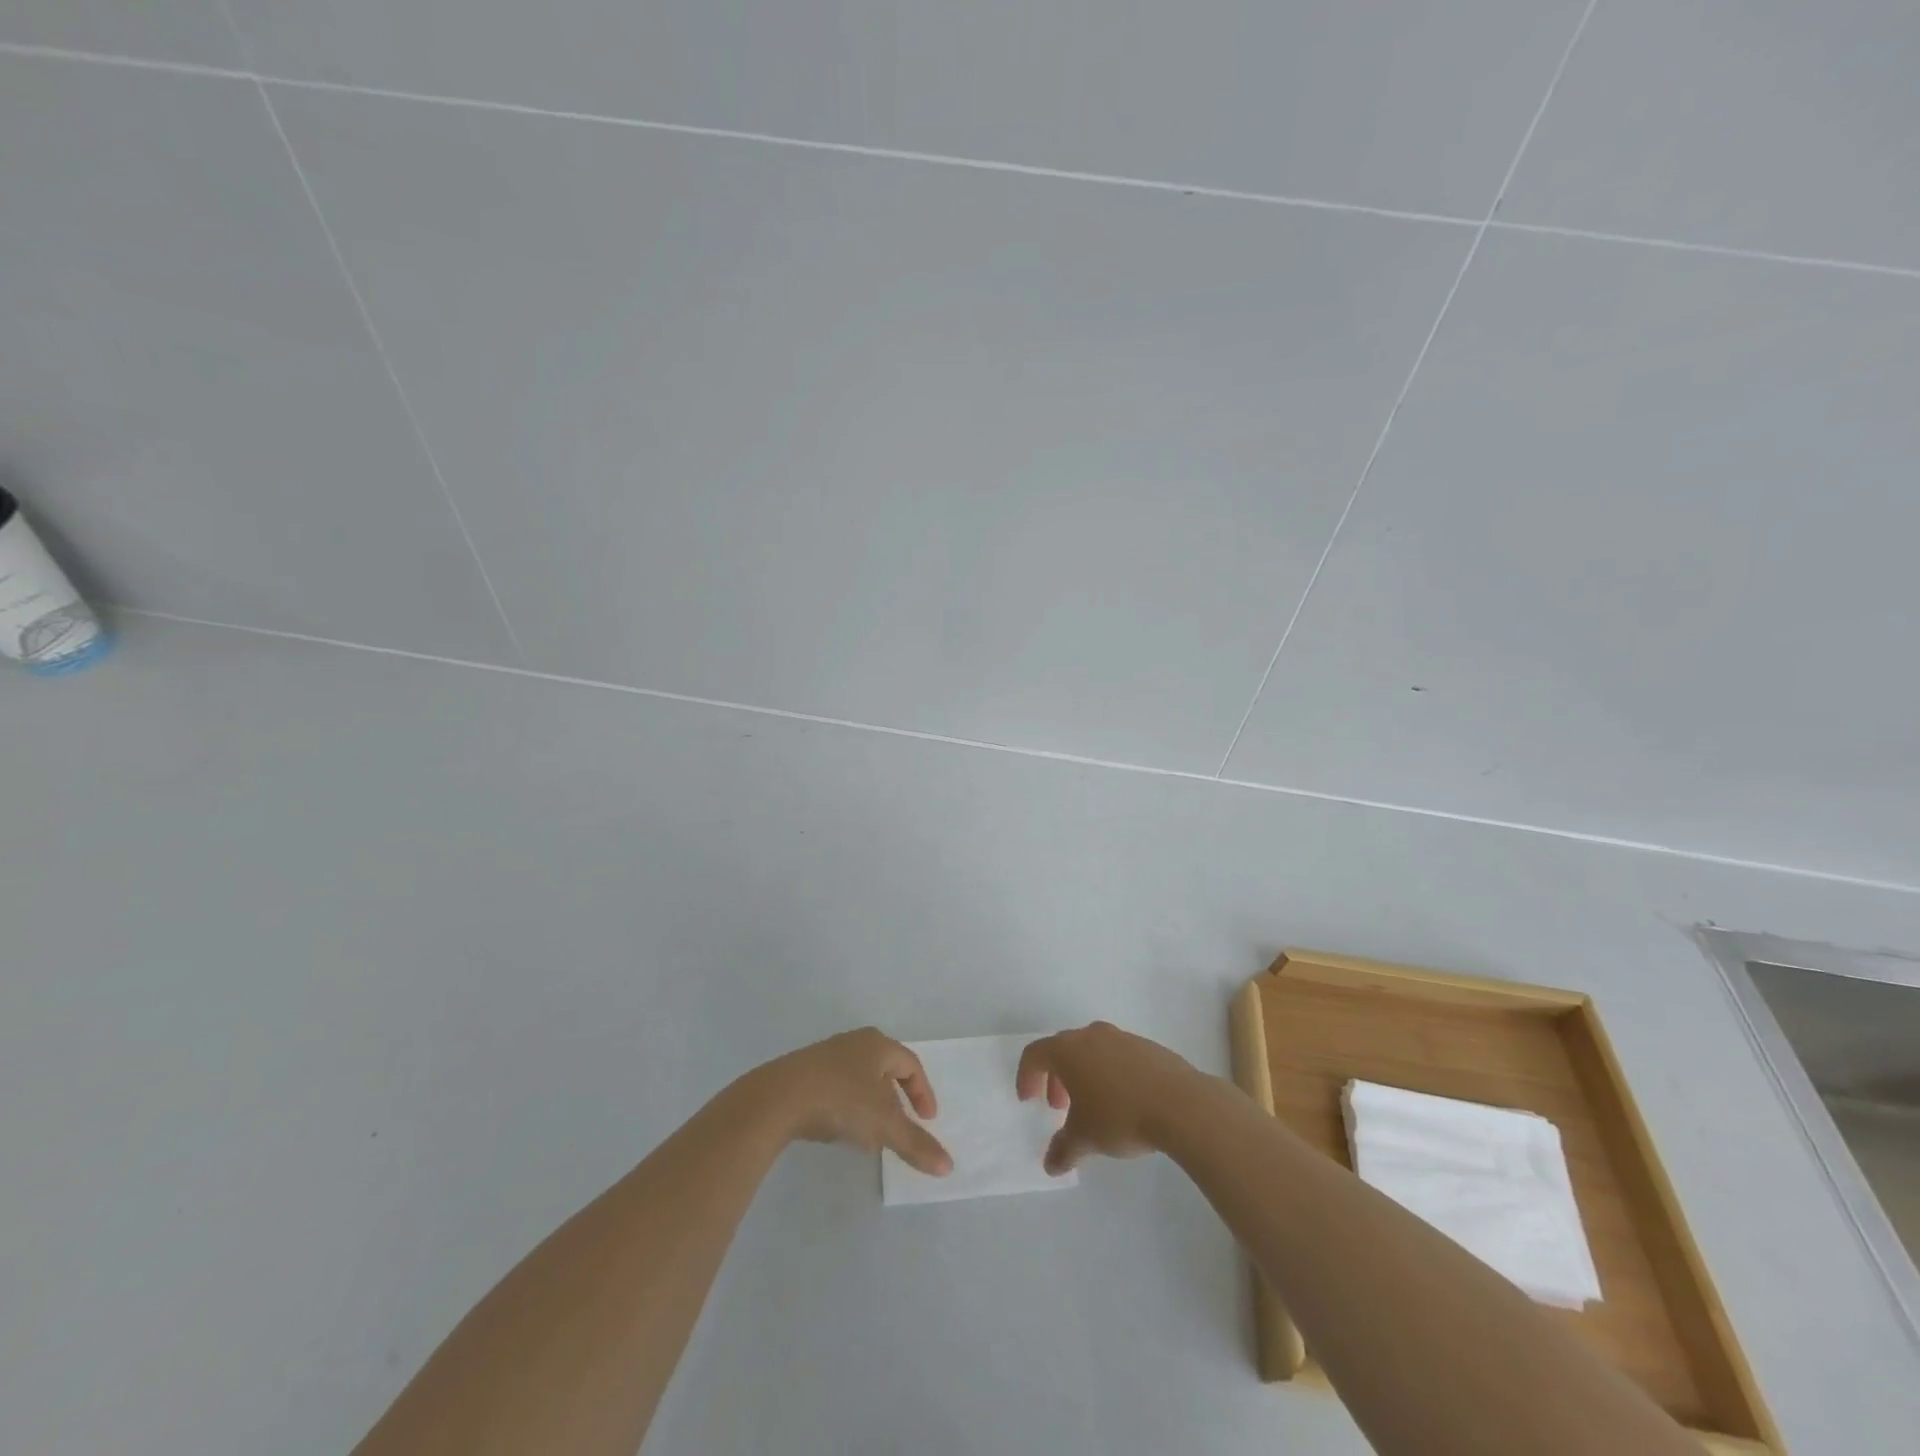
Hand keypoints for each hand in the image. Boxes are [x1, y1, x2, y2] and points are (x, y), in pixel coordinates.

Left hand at [756, 1027, 952, 1175]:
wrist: (779, 1097)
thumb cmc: (841, 1101)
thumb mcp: (883, 1125)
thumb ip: (915, 1144)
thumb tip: (949, 1166)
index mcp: (878, 1044)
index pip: (911, 1064)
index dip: (922, 1092)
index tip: (927, 1120)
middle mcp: (855, 1042)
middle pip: (886, 1066)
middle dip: (898, 1095)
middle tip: (904, 1122)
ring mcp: (827, 1054)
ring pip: (860, 1076)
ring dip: (872, 1101)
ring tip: (873, 1130)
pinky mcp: (805, 1071)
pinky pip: (837, 1084)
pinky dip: (848, 1104)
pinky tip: (841, 1126)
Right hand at [1017, 1022, 1199, 1174]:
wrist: (1180, 1104)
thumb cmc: (1120, 1115)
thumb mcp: (1085, 1138)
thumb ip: (1063, 1150)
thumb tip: (1050, 1165)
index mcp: (1068, 1050)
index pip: (1035, 1054)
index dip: (1026, 1076)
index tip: (1029, 1100)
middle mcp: (1091, 1036)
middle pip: (1063, 1050)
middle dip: (1056, 1078)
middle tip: (1059, 1107)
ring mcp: (1121, 1038)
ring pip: (1091, 1051)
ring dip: (1084, 1075)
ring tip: (1092, 1106)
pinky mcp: (1147, 1047)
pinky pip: (1117, 1056)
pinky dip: (1110, 1073)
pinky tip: (1123, 1101)